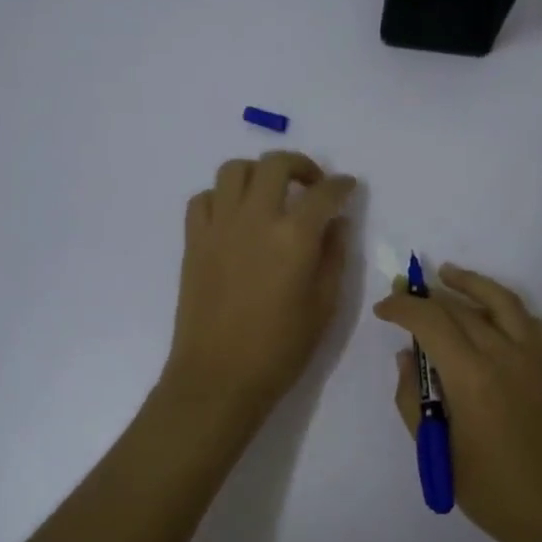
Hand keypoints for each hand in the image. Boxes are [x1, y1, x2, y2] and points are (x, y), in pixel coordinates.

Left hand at [162, 153, 357, 436]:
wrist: (218, 377)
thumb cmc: (280, 349)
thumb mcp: (324, 306)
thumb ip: (334, 256)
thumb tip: (336, 223)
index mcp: (294, 236)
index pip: (324, 193)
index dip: (341, 185)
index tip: (347, 187)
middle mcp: (255, 218)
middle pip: (275, 164)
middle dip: (300, 165)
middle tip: (311, 185)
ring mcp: (219, 226)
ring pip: (234, 170)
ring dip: (258, 173)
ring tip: (270, 194)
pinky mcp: (194, 240)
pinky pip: (203, 198)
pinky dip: (221, 197)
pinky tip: (234, 218)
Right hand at [374, 266, 541, 541]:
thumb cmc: (493, 492)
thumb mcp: (438, 453)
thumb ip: (412, 400)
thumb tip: (407, 358)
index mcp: (471, 378)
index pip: (430, 321)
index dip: (402, 309)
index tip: (383, 310)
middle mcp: (504, 355)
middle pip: (459, 307)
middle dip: (427, 297)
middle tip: (404, 296)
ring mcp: (534, 356)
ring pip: (500, 300)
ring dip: (470, 283)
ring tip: (447, 274)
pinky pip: (527, 320)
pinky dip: (504, 305)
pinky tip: (490, 309)